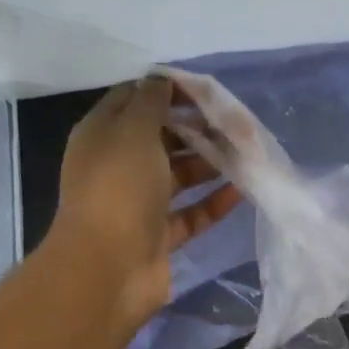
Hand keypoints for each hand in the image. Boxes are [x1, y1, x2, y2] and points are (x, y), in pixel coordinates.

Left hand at [51, 76, 241, 331]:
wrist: (108, 269)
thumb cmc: (119, 189)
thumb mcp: (133, 131)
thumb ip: (152, 101)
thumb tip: (163, 80)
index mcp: (102, 136)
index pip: (134, 100)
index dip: (168, 91)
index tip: (207, 90)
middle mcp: (118, 166)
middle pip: (161, 138)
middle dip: (197, 128)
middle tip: (235, 124)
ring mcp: (138, 204)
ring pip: (179, 176)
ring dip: (210, 163)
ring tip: (246, 154)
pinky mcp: (159, 236)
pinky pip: (191, 213)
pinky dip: (214, 202)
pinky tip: (242, 190)